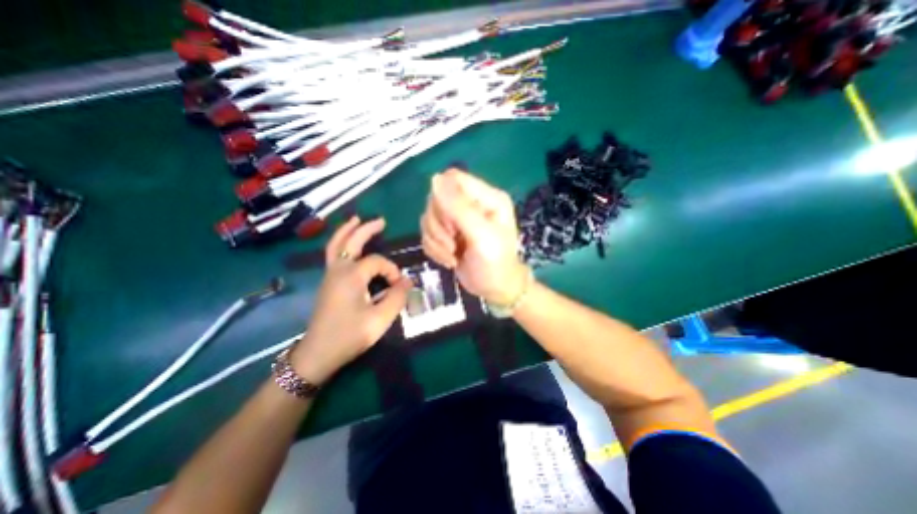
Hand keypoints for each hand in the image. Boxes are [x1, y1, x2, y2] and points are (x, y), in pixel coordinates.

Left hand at [291, 215, 409, 382]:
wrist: (317, 354)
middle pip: (350, 241)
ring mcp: (329, 276)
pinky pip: (333, 255)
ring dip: (348, 231)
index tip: (399, 287)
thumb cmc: (349, 336)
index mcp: (351, 276)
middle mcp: (338, 270)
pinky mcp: (327, 283)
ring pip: (336, 245)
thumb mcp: (380, 319)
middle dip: (366, 228)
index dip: (392, 271)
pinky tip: (349, 245)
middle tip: (381, 220)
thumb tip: (409, 281)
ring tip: (357, 220)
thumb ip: (397, 297)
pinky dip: (341, 243)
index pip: (377, 261)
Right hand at [423, 168, 529, 304]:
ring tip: (453, 255)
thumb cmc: (495, 264)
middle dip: (439, 226)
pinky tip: (449, 260)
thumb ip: (459, 207)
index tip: (450, 223)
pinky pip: (427, 233)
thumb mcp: (481, 236)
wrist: (495, 290)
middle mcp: (471, 204)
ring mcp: (458, 219)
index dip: (443, 198)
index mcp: (486, 197)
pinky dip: (434, 249)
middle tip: (453, 244)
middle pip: (436, 199)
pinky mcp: (447, 234)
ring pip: (428, 217)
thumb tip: (434, 178)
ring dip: (436, 241)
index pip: (452, 178)